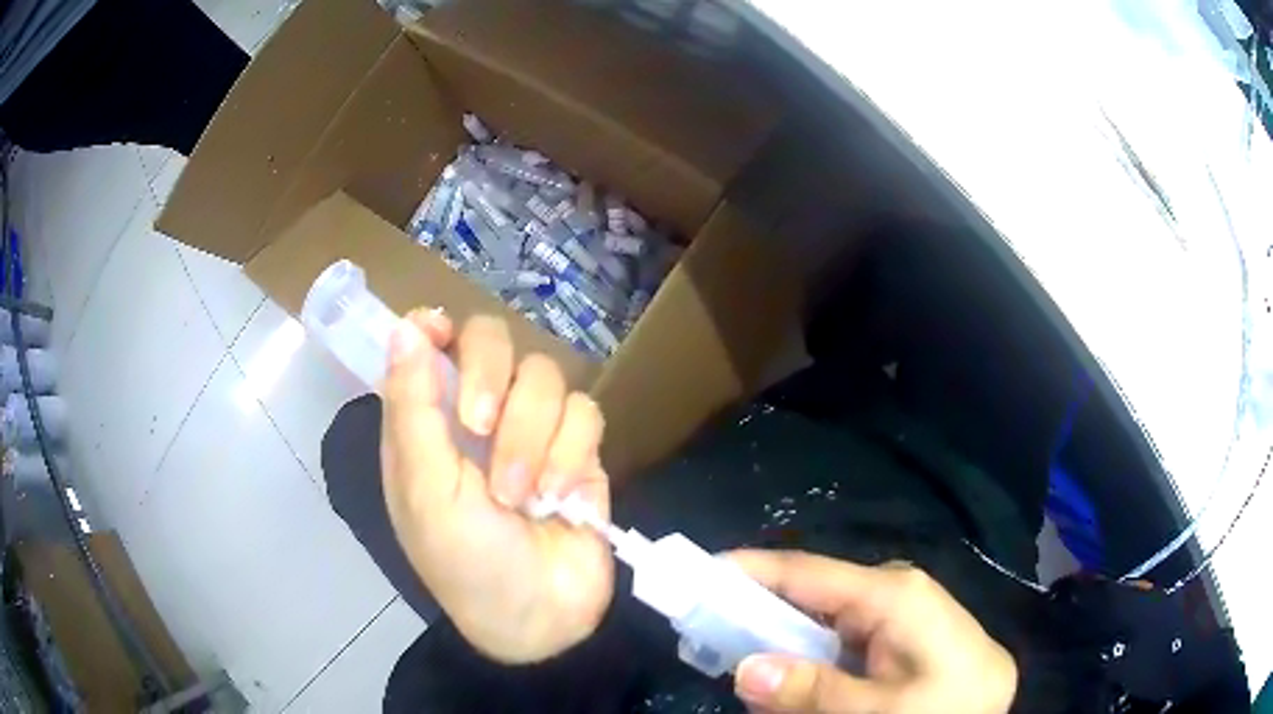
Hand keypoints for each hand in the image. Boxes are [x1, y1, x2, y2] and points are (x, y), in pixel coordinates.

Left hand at [380, 309, 612, 663]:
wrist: (540, 616)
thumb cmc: (464, 562)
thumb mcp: (426, 491)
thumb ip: (413, 408)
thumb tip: (405, 327)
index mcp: (428, 423)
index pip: (428, 345)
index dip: (434, 328)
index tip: (442, 334)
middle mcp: (478, 414)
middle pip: (494, 340)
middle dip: (491, 379)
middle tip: (480, 428)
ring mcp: (532, 429)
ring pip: (545, 377)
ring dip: (531, 440)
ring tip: (521, 498)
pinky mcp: (579, 449)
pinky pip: (585, 414)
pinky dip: (570, 458)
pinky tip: (560, 500)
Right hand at [728, 551, 1015, 713]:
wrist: (992, 707)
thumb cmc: (947, 704)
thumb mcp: (880, 711)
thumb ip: (814, 691)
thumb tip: (743, 669)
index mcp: (891, 593)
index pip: (805, 572)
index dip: (748, 570)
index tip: (695, 575)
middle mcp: (890, 588)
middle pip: (807, 595)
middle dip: (759, 622)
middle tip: (712, 647)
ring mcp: (895, 607)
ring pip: (820, 621)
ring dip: (784, 648)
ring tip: (760, 682)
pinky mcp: (897, 627)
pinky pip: (840, 637)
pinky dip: (811, 658)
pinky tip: (801, 686)